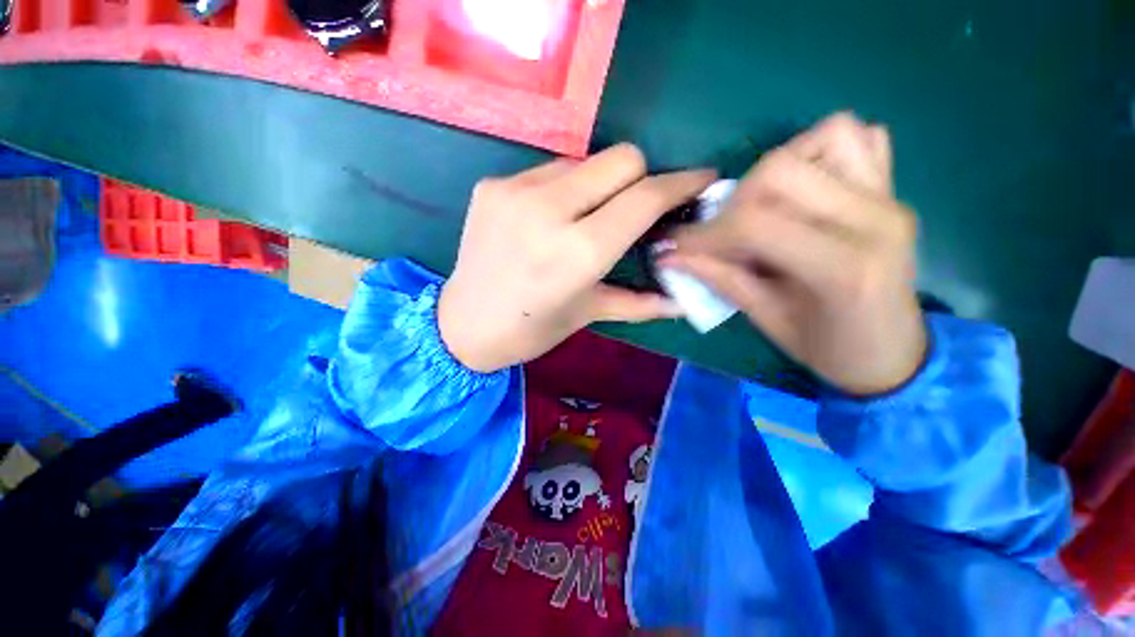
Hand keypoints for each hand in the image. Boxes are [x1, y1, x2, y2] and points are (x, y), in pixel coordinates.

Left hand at [439, 144, 715, 372]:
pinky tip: (551, 218)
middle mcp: (548, 211)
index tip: (701, 180)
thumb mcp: (589, 313)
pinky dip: (564, 188)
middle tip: (635, 208)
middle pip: (622, 158)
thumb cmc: (531, 330)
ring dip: (600, 184)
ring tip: (588, 217)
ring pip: (585, 160)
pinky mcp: (492, 185)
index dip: (681, 183)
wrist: (463, 326)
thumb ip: (641, 301)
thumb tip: (684, 300)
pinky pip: (549, 169)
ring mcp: (515, 191)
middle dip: (641, 178)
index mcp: (579, 252)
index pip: (645, 197)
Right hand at [660, 113, 925, 395]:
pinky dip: (819, 151)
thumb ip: (720, 279)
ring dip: (777, 168)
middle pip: (783, 169)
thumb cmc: (829, 348)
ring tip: (763, 206)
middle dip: (735, 200)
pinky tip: (802, 189)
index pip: (755, 224)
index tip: (677, 246)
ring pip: (826, 135)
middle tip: (722, 233)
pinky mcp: (892, 190)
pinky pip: (861, 137)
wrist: (892, 352)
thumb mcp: (766, 319)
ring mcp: (890, 197)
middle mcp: (874, 218)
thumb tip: (671, 256)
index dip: (705, 233)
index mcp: (843, 267)